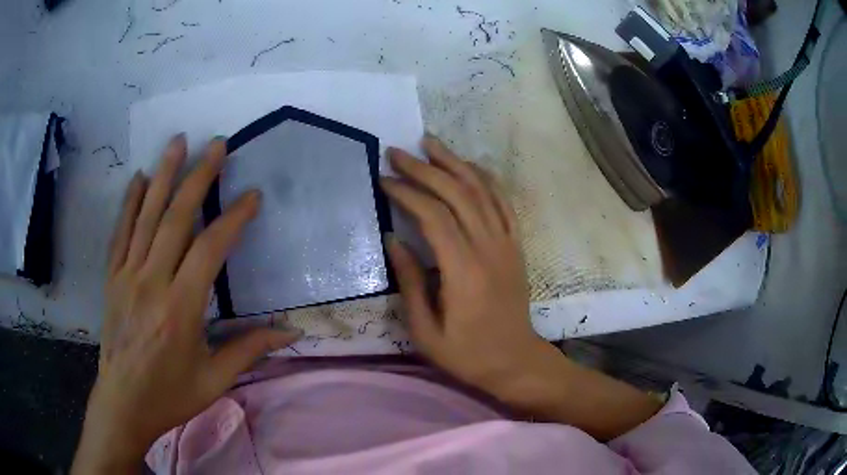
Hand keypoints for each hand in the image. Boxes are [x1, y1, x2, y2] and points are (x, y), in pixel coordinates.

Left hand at [73, 136, 300, 473]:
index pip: (209, 249)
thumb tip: (291, 333)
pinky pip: (120, 232)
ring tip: (178, 141)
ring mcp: (127, 276)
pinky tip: (138, 178)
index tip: (252, 195)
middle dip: (198, 177)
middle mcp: (151, 282)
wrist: (123, 403)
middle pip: (175, 218)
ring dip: (163, 175)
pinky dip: (129, 202)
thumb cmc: (170, 395)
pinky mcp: (112, 278)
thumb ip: (249, 350)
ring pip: (145, 216)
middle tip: (217, 145)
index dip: (233, 218)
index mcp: (180, 309)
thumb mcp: (215, 380)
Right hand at [382, 136, 547, 392]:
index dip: (407, 193)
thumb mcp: (426, 331)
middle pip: (457, 194)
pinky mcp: (516, 246)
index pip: (434, 217)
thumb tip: (392, 239)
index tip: (384, 180)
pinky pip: (503, 203)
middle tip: (398, 152)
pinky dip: (486, 179)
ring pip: (482, 191)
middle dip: (425, 169)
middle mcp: (489, 249)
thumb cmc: (467, 354)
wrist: (515, 361)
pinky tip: (469, 165)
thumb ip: (410, 282)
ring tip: (431, 143)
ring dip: (455, 163)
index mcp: (464, 272)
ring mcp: (507, 244)